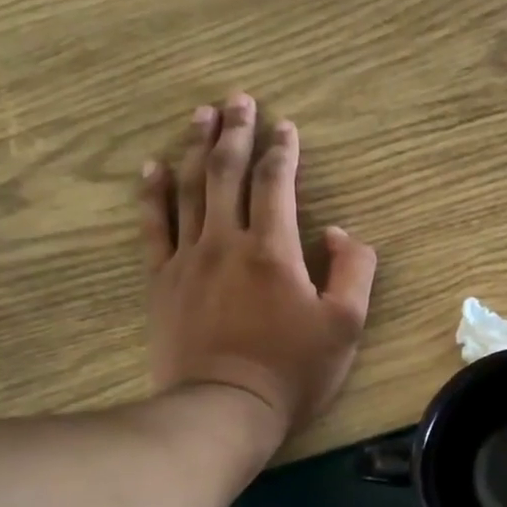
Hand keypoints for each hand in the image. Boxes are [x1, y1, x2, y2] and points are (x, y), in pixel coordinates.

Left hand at [139, 94, 376, 444]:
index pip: (276, 184)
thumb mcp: (346, 326)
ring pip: (188, 188)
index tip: (286, 126)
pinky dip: (153, 192)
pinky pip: (154, 226)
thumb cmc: (293, 370)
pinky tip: (153, 167)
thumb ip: (353, 271)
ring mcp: (188, 259)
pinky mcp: (162, 281)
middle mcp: (226, 241)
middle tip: (238, 99)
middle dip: (236, 132)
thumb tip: (336, 233)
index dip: (283, 151)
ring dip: (196, 147)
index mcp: (274, 250)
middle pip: (227, 172)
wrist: (225, 408)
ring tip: (201, 115)